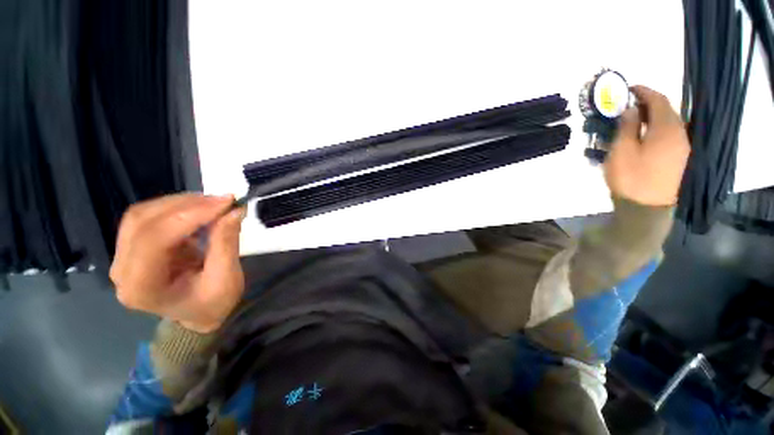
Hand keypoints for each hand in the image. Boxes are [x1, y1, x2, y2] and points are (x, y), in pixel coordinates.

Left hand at [110, 193, 245, 332]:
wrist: (197, 314)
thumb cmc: (212, 304)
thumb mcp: (226, 280)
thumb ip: (226, 244)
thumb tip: (234, 211)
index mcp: (141, 287)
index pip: (154, 239)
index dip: (189, 215)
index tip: (225, 203)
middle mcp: (122, 269)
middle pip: (142, 221)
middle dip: (185, 205)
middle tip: (223, 200)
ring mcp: (123, 256)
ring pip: (142, 214)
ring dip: (180, 203)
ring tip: (213, 203)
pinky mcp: (133, 247)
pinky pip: (148, 217)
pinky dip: (176, 208)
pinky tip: (199, 210)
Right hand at [604, 85, 690, 206]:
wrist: (646, 209)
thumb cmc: (631, 178)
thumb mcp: (622, 151)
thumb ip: (627, 127)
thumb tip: (630, 109)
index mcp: (667, 128)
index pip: (658, 100)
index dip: (644, 91)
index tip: (630, 88)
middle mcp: (682, 133)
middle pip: (667, 111)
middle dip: (648, 105)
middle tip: (629, 108)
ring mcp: (684, 148)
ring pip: (670, 124)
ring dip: (653, 119)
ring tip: (635, 123)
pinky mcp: (682, 160)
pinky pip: (672, 137)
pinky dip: (658, 131)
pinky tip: (646, 138)